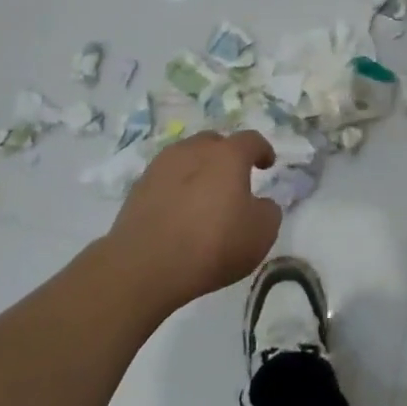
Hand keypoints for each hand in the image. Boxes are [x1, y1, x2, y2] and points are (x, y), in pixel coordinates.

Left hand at [111, 131, 279, 312]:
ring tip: (203, 196)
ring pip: (186, 158)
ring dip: (198, 170)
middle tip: (232, 179)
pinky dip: (176, 189)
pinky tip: (178, 212)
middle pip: (214, 142)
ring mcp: (161, 166)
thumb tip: (260, 204)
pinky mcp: (138, 188)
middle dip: (226, 156)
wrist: (145, 265)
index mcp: (228, 155)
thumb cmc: (213, 244)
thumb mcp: (261, 233)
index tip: (267, 164)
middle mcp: (193, 150)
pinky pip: (165, 179)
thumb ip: (268, 211)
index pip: (251, 140)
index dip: (262, 150)